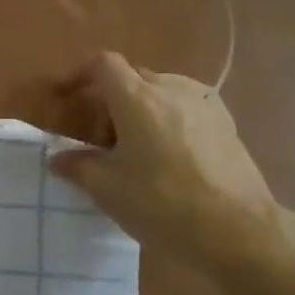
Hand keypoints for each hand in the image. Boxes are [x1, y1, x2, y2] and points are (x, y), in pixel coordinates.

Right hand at [48, 51, 276, 263]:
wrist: (236, 230)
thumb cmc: (162, 204)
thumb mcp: (108, 189)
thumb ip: (78, 166)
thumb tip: (58, 157)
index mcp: (138, 99)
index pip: (104, 64)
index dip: (79, 74)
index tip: (65, 96)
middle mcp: (172, 89)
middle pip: (132, 77)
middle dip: (110, 99)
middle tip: (101, 138)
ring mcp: (205, 104)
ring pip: (162, 91)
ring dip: (141, 108)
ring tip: (136, 147)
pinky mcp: (226, 122)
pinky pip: (187, 106)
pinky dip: (169, 118)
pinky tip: (169, 153)